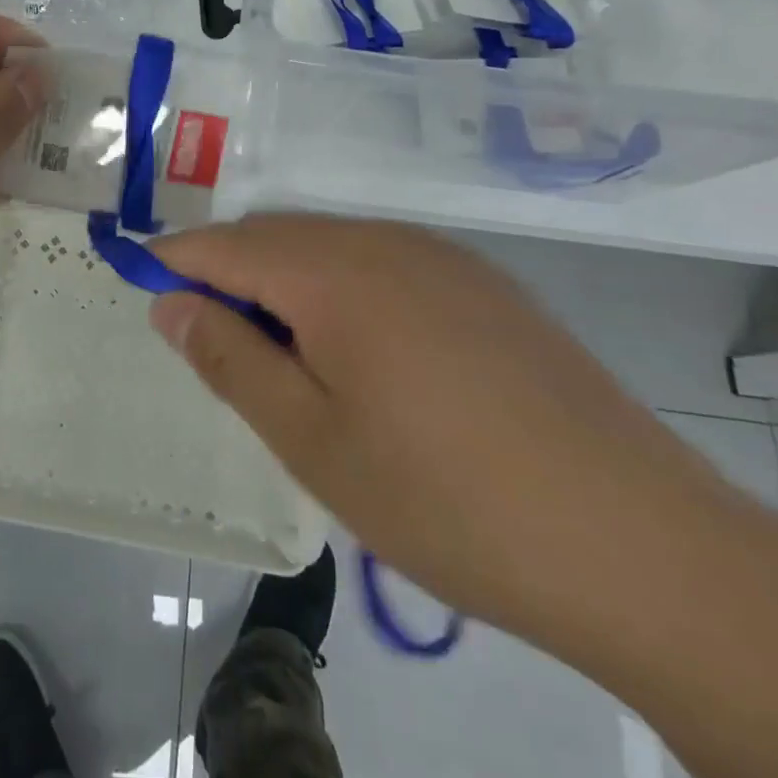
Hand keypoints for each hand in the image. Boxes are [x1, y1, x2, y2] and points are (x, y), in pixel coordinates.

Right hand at [147, 215, 756, 643]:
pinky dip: (343, 288)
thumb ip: (231, 359)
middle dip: (229, 272)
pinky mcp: (485, 286)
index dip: (174, 260)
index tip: (140, 280)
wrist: (637, 541)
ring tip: (284, 358)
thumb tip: (169, 303)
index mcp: (334, 272)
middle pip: (277, 236)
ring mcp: (444, 258)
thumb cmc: (445, 498)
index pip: (225, 245)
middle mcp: (386, 242)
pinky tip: (362, 353)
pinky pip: (384, 261)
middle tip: (211, 340)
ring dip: (286, 282)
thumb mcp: (311, 440)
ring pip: (331, 245)